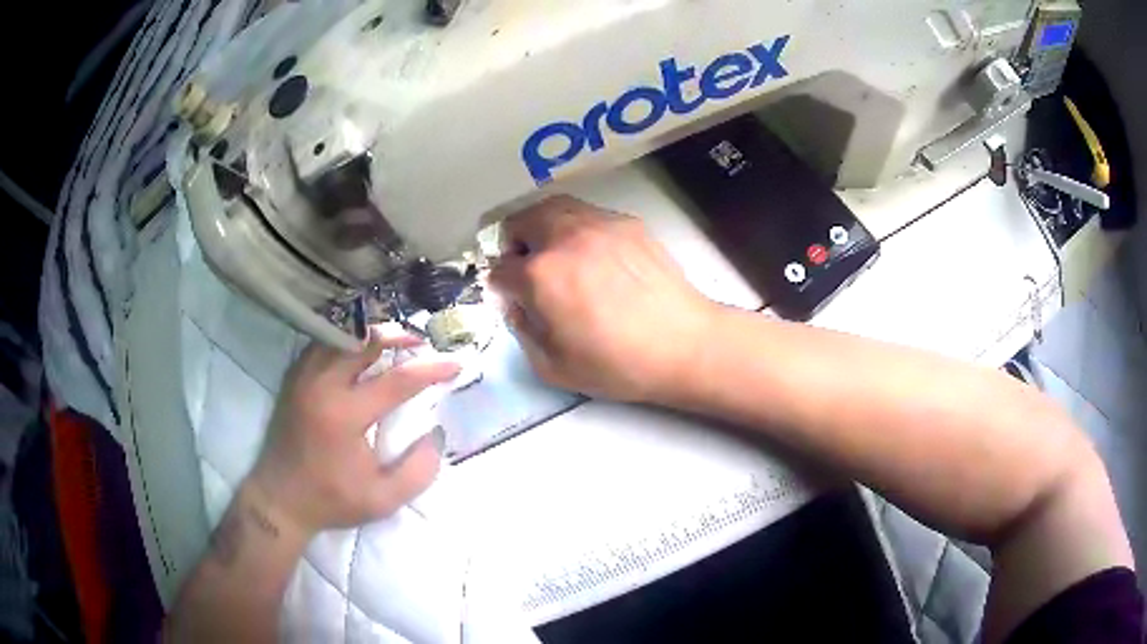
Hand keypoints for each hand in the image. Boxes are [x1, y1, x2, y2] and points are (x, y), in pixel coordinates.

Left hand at [250, 332, 460, 536]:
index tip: (455, 364)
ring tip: (394, 343)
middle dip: (399, 336)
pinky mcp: (294, 378)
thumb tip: (436, 435)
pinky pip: (322, 344)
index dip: (431, 369)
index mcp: (344, 415)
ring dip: (371, 335)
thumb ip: (418, 471)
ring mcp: (303, 378)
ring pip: (341, 336)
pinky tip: (358, 351)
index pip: (397, 380)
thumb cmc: (332, 500)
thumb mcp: (383, 501)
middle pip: (365, 341)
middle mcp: (322, 386)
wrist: (280, 499)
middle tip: (421, 343)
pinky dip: (345, 341)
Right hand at [489, 195, 718, 402]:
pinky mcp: (626, 222)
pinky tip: (594, 255)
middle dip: (512, 245)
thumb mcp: (554, 368)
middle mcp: (564, 237)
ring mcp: (598, 223)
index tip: (511, 298)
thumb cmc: (618, 364)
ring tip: (555, 253)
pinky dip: (576, 228)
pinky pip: (586, 214)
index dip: (499, 286)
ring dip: (541, 227)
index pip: (499, 269)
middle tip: (526, 267)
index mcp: (541, 275)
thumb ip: (522, 332)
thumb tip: (517, 305)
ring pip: (552, 207)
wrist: (684, 344)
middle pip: (518, 221)